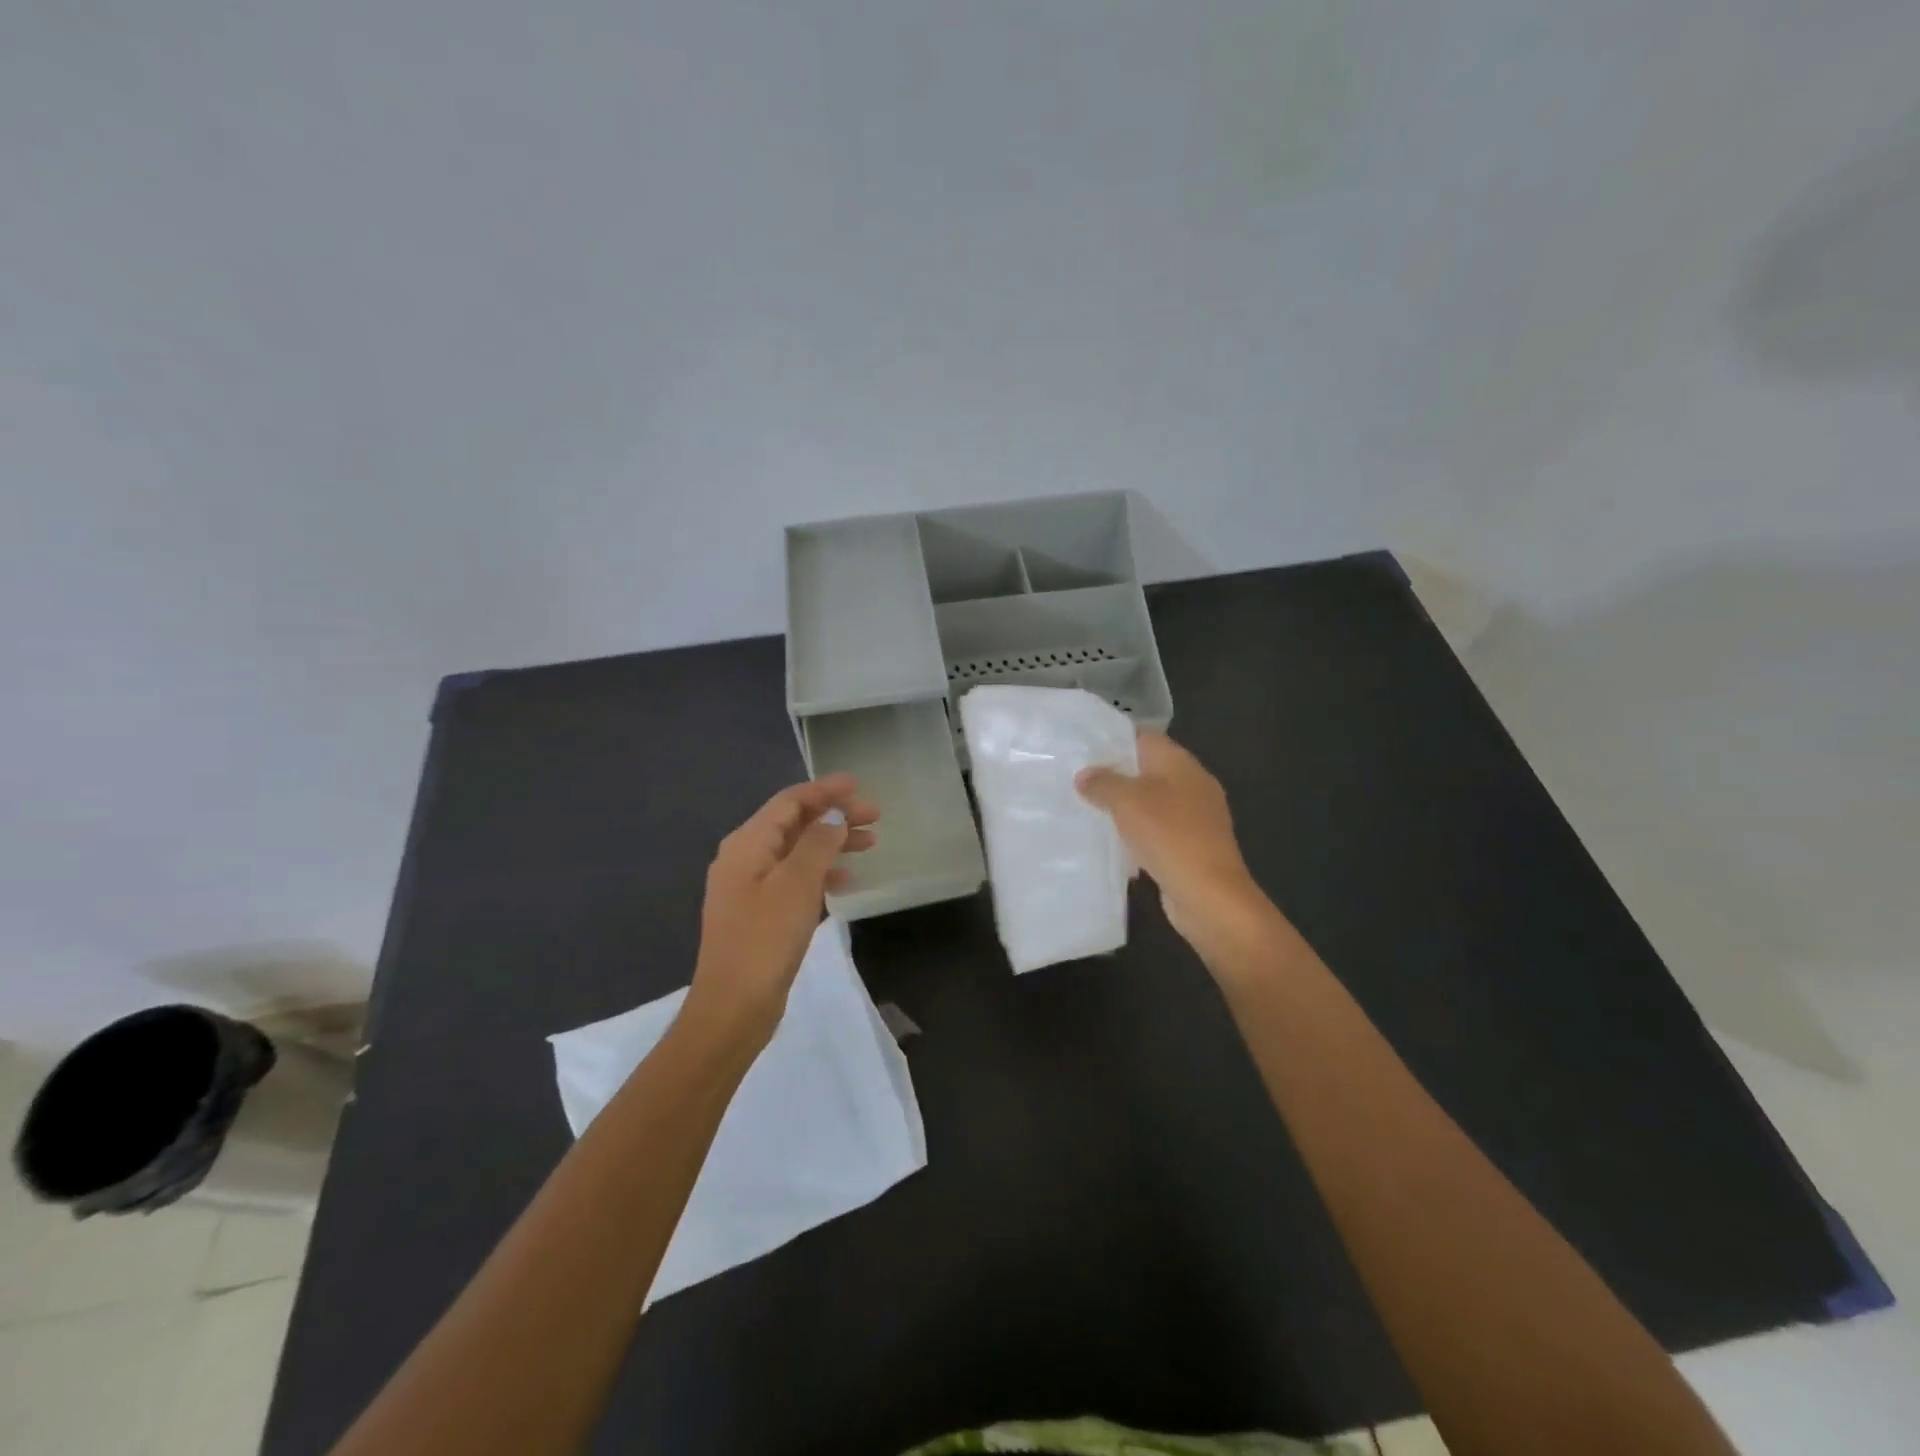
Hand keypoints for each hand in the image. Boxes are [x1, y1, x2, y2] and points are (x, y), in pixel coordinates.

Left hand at [687, 774, 877, 1043]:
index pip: (789, 802)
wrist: (733, 1008)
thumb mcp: (796, 885)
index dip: (825, 790)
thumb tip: (833, 817)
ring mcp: (751, 888)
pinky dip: (821, 873)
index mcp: (746, 844)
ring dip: (832, 843)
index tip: (859, 785)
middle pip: (794, 824)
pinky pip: (795, 879)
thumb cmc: (764, 940)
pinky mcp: (760, 914)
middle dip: (834, 816)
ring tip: (870, 844)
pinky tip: (846, 881)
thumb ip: (817, 843)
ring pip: (798, 852)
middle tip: (875, 816)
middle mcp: (745, 859)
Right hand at [1076, 731, 1264, 954]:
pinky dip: (1137, 833)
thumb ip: (1103, 783)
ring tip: (1088, 810)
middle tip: (1077, 781)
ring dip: (1125, 807)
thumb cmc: (1169, 835)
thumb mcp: (1127, 801)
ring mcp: (1196, 817)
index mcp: (1181, 763)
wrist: (1208, 894)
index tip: (1082, 749)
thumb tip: (1085, 775)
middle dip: (1115, 775)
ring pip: (1152, 802)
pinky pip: (1158, 831)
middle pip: (1148, 770)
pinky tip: (1113, 843)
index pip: (1144, 738)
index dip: (1113, 740)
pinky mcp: (1192, 846)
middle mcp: (1193, 784)